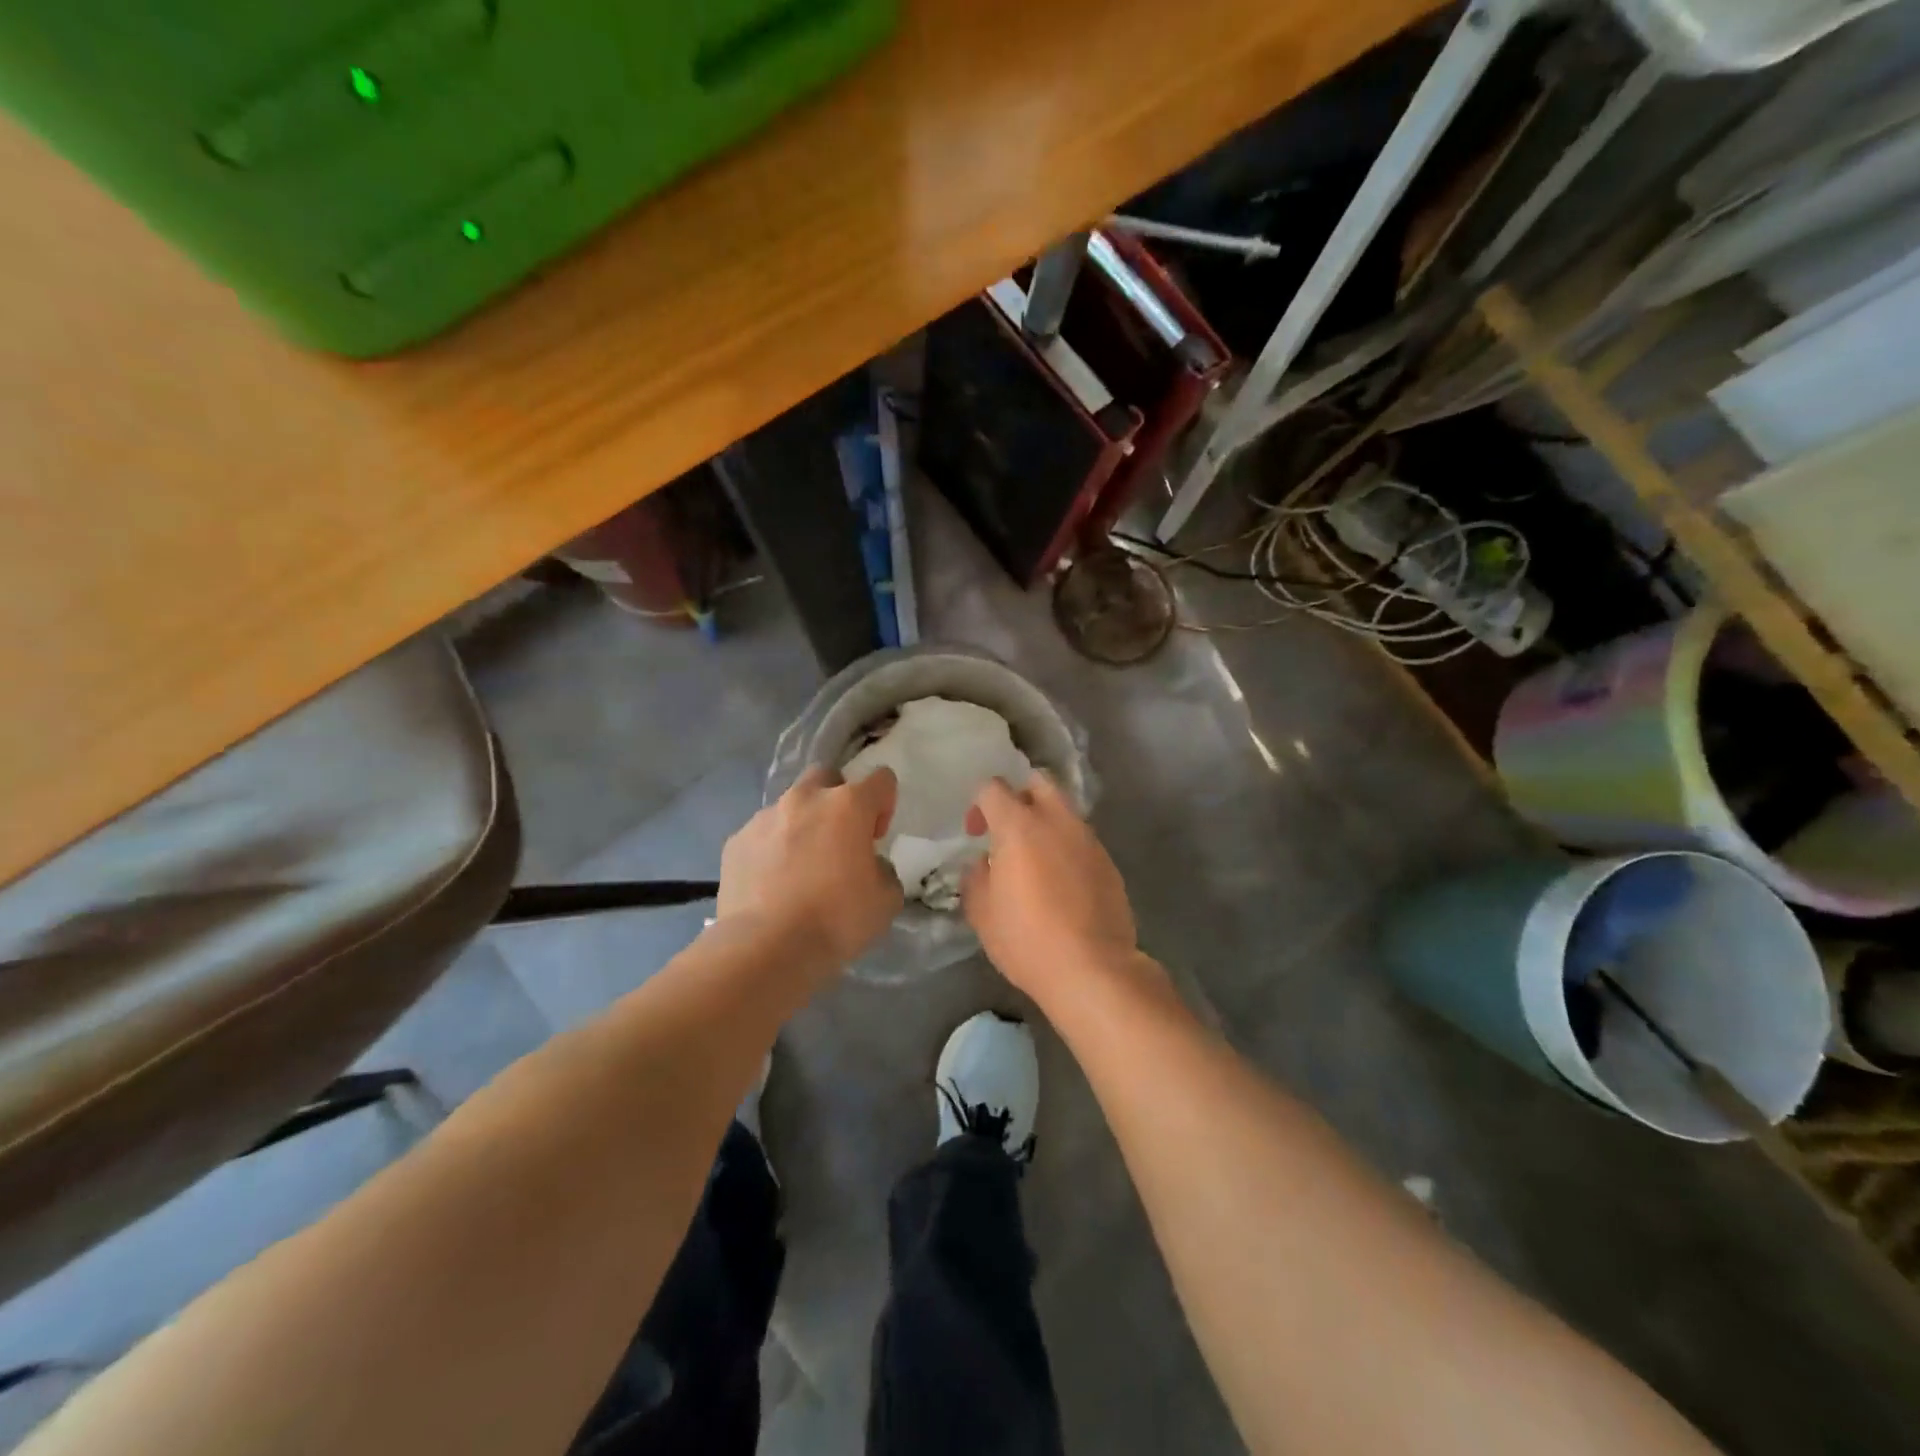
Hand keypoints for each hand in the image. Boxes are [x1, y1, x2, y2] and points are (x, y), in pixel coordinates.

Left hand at [718, 766, 902, 968]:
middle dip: (837, 799)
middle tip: (839, 839)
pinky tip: (772, 883)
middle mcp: (805, 799)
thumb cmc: (836, 919)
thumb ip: (883, 871)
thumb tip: (868, 867)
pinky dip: (771, 849)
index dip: (885, 804)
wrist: (765, 947)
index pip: (880, 779)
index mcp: (848, 805)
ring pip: (790, 806)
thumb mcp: (886, 900)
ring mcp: (765, 818)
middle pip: (827, 777)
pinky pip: (761, 835)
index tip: (876, 837)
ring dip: (802, 825)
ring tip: (800, 867)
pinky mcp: (735, 841)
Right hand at [961, 774, 1138, 1003]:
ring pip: (1064, 810)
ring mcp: (1088, 839)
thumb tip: (984, 863)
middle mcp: (1057, 821)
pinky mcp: (1109, 862)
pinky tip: (1060, 882)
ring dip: (1046, 822)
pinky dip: (1066, 847)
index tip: (976, 834)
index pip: (993, 788)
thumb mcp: (982, 912)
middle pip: (1039, 782)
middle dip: (1019, 796)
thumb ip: (976, 877)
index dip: (979, 805)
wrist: (1092, 969)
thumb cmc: (1027, 939)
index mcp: (1019, 826)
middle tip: (1008, 831)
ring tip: (1035, 860)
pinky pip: (1082, 839)